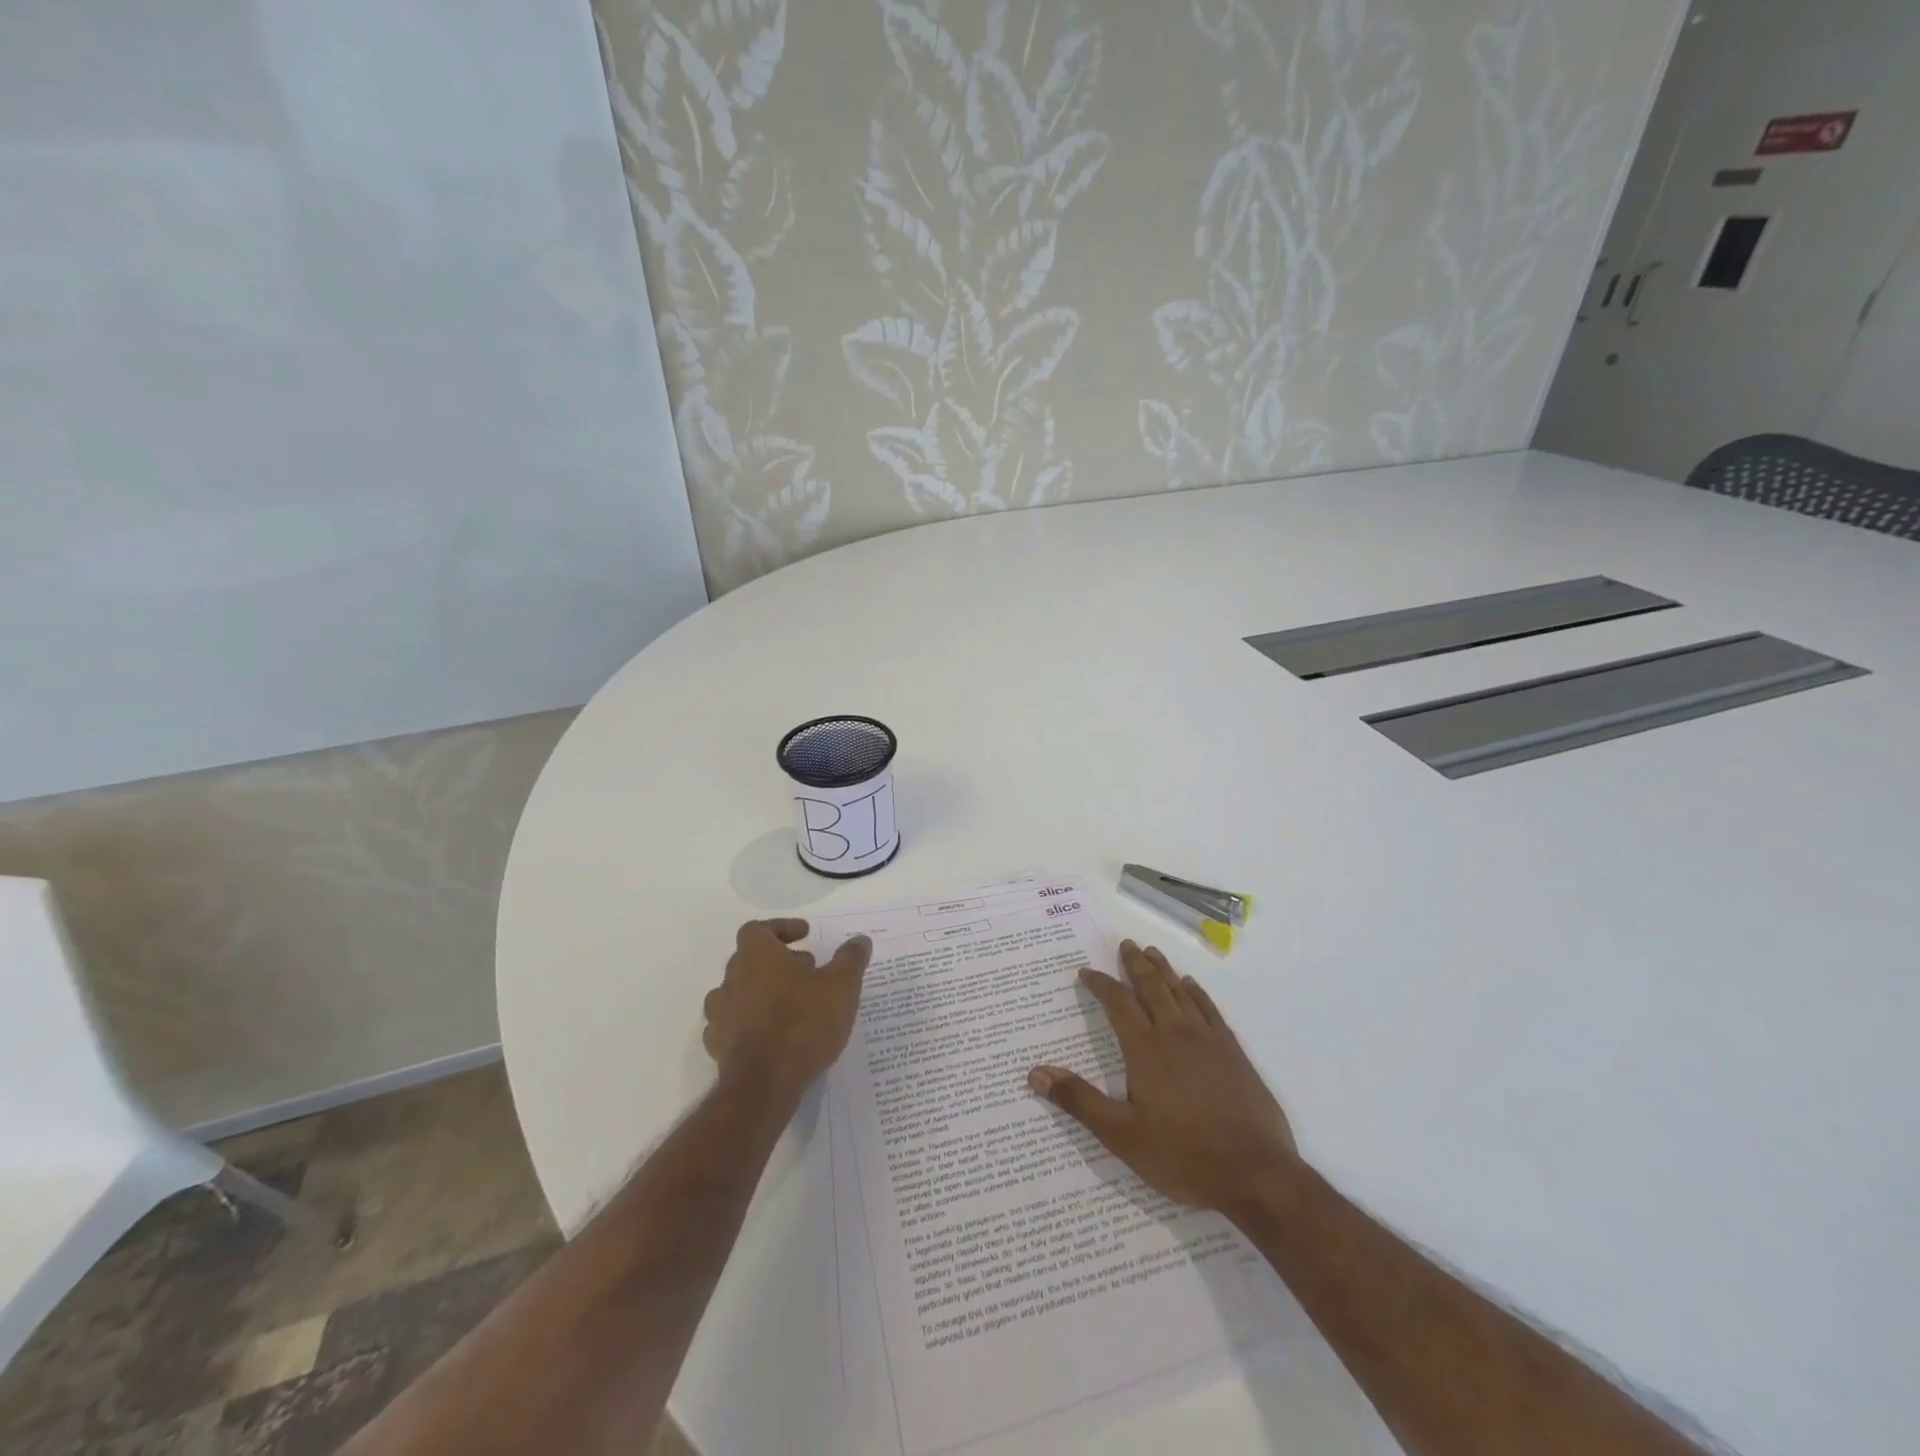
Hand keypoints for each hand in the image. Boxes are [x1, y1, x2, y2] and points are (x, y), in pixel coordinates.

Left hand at [702, 920, 871, 1096]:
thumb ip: (850, 959)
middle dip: (777, 961)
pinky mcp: (717, 1046)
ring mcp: (720, 1013)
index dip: (782, 928)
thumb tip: (860, 940)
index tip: (805, 935)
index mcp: (757, 955)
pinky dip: (748, 1023)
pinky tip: (769, 1034)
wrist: (763, 1085)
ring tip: (788, 1003)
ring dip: (760, 992)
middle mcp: (732, 978)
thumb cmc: (803, 1023)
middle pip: (749, 958)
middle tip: (806, 970)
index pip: (758, 929)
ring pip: (737, 991)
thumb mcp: (841, 986)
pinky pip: (730, 1024)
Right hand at [1028, 941, 1297, 1217]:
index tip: (1087, 972)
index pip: (1118, 1003)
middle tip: (1126, 944)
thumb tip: (1036, 1073)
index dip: (1101, 984)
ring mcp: (1208, 1040)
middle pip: (1152, 987)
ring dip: (1164, 971)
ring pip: (1181, 993)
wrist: (1255, 1174)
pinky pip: (1211, 1010)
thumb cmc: (1183, 1155)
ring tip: (1152, 953)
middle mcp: (1175, 1034)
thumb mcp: (1122, 1135)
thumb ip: (1079, 1100)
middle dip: (1135, 965)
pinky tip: (1192, 986)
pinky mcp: (1233, 1052)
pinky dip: (1198, 993)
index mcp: (1145, 1049)